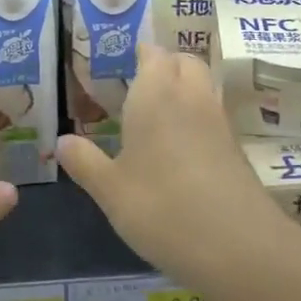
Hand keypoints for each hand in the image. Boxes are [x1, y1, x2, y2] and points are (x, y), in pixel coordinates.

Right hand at [58, 44, 285, 292]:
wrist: (239, 247)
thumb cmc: (162, 208)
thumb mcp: (110, 190)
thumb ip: (85, 161)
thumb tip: (61, 140)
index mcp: (156, 94)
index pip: (153, 53)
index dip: (141, 53)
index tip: (124, 62)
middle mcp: (190, 97)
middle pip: (184, 61)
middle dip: (165, 65)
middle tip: (140, 85)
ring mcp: (219, 122)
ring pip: (202, 86)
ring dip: (183, 90)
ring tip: (157, 116)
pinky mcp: (236, 150)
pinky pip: (213, 117)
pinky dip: (197, 119)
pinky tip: (179, 150)